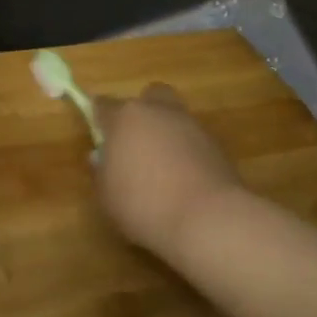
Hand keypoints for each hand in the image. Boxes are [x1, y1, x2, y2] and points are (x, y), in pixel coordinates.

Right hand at [94, 84, 243, 258]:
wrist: (208, 220)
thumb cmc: (144, 205)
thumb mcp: (107, 195)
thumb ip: (102, 171)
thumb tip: (102, 157)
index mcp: (126, 117)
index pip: (104, 104)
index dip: (99, 117)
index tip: (99, 135)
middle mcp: (160, 112)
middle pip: (150, 96)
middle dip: (143, 112)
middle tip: (135, 142)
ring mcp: (192, 126)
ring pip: (175, 117)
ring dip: (167, 134)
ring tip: (162, 169)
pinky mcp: (217, 145)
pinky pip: (194, 140)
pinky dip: (188, 153)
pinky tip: (184, 181)